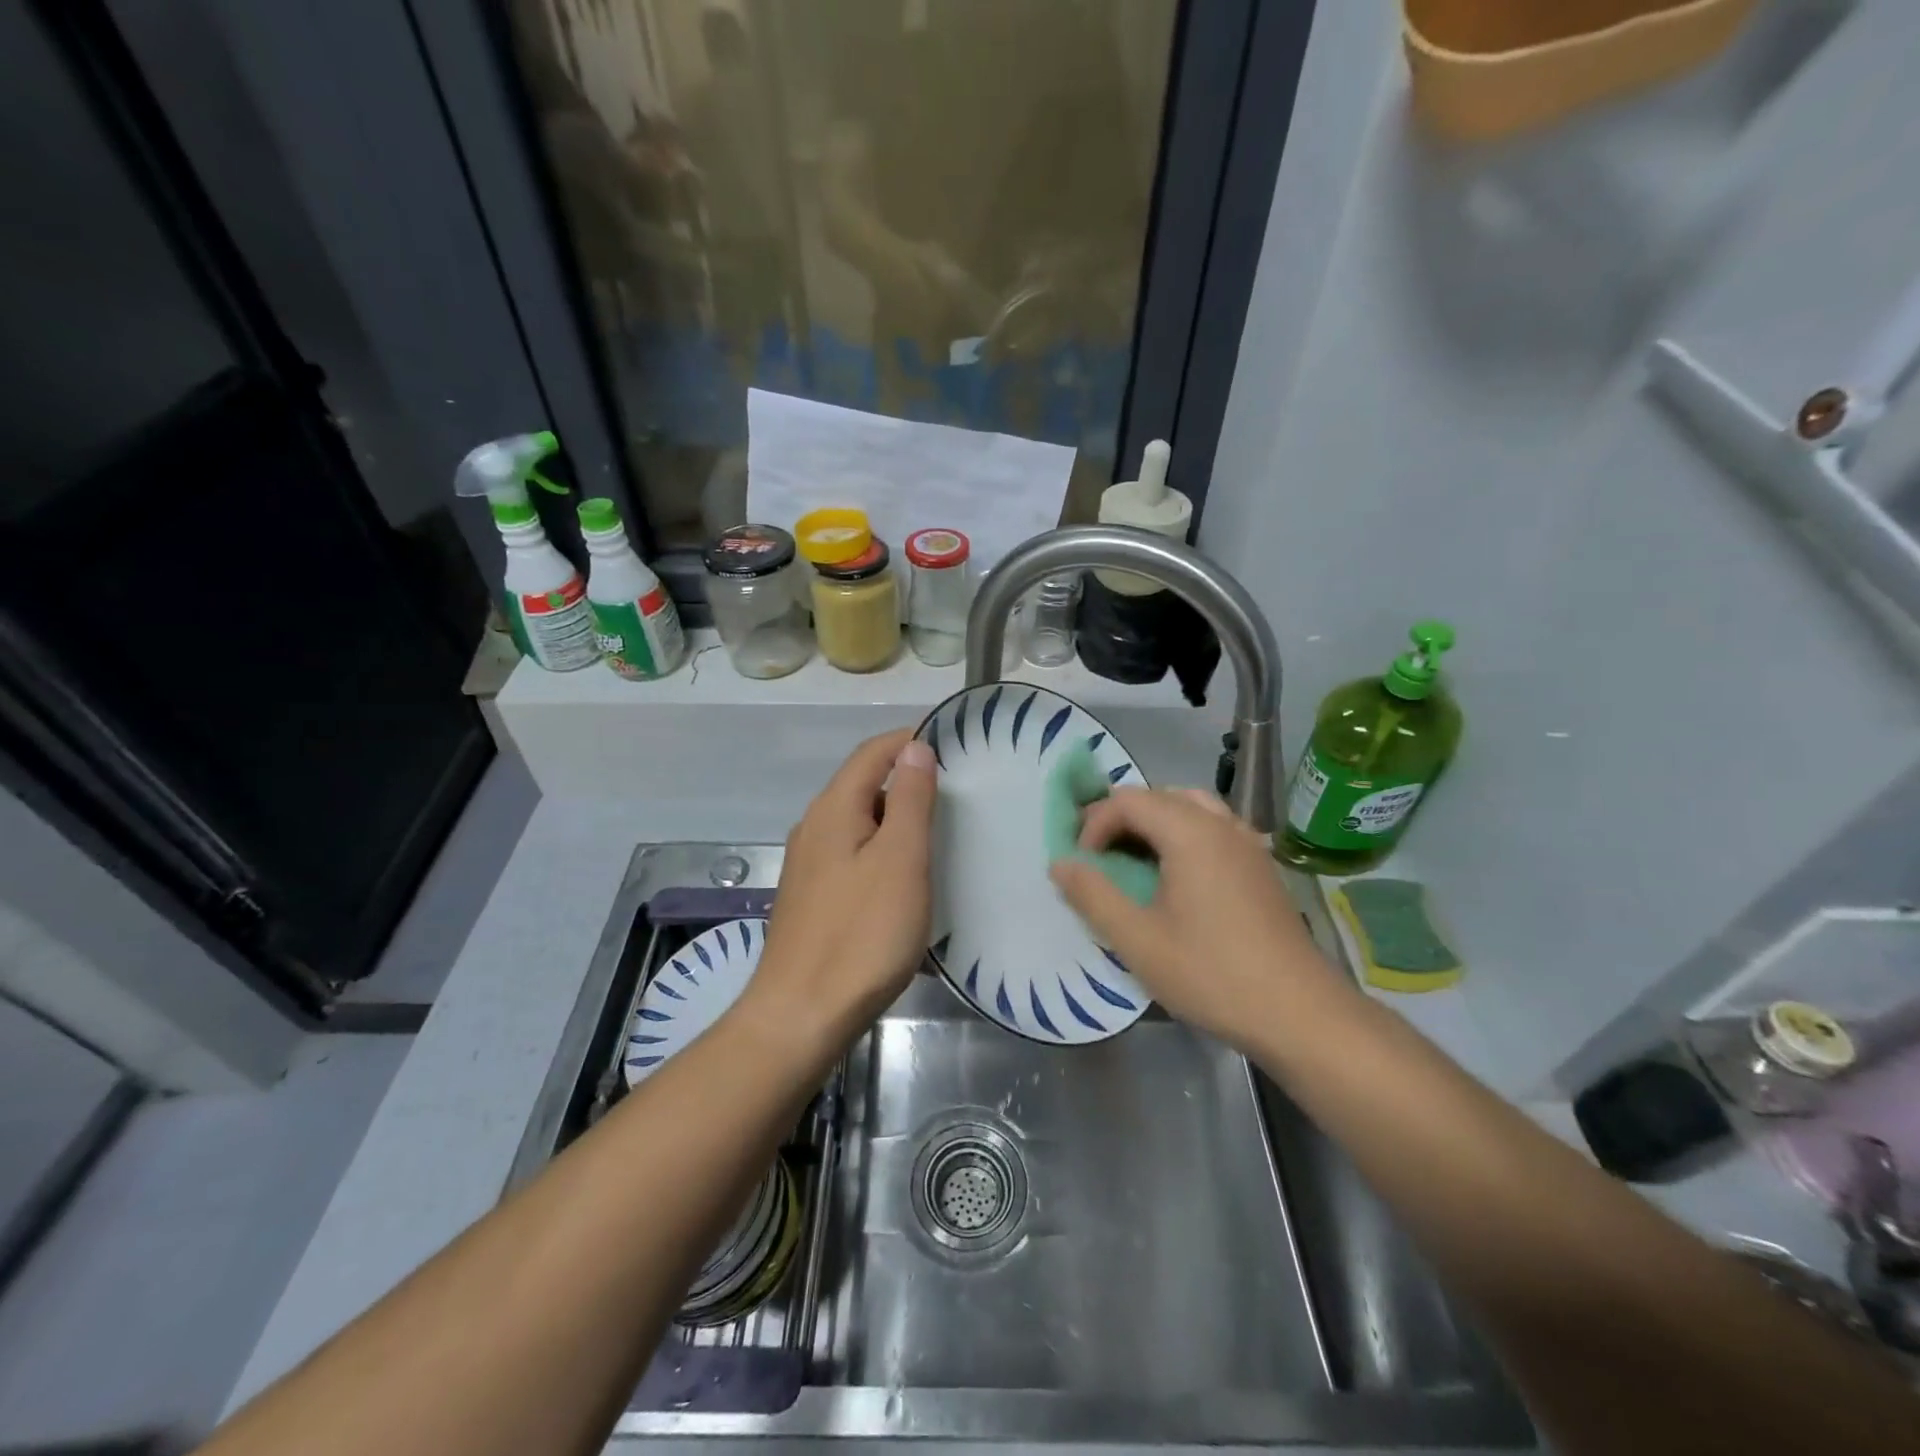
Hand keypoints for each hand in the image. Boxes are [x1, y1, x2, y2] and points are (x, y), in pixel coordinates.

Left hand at [744, 730, 937, 1051]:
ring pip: (860, 825)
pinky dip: (884, 855)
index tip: (955, 748)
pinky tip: (905, 884)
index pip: (873, 752)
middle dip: (908, 783)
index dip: (911, 741)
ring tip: (939, 840)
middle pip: (864, 786)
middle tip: (956, 799)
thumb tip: (914, 747)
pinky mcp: (813, 899)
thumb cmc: (861, 934)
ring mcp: (809, 866)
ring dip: (897, 822)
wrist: (800, 1016)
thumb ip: (909, 799)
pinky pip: (854, 858)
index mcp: (833, 809)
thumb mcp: (900, 859)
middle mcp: (814, 828)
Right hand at [1048, 789, 1349, 1053]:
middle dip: (1120, 819)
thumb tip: (1059, 863)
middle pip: (1159, 796)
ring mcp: (1247, 843)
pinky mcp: (1261, 866)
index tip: (1082, 865)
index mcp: (1190, 832)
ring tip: (1134, 860)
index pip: (1128, 800)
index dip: (1094, 824)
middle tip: (1098, 857)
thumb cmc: (1212, 973)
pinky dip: (1184, 835)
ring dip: (1154, 824)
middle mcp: (1221, 824)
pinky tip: (1179, 876)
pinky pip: (1214, 828)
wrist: (1300, 1013)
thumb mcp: (1138, 940)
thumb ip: (1093, 895)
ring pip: (1190, 808)